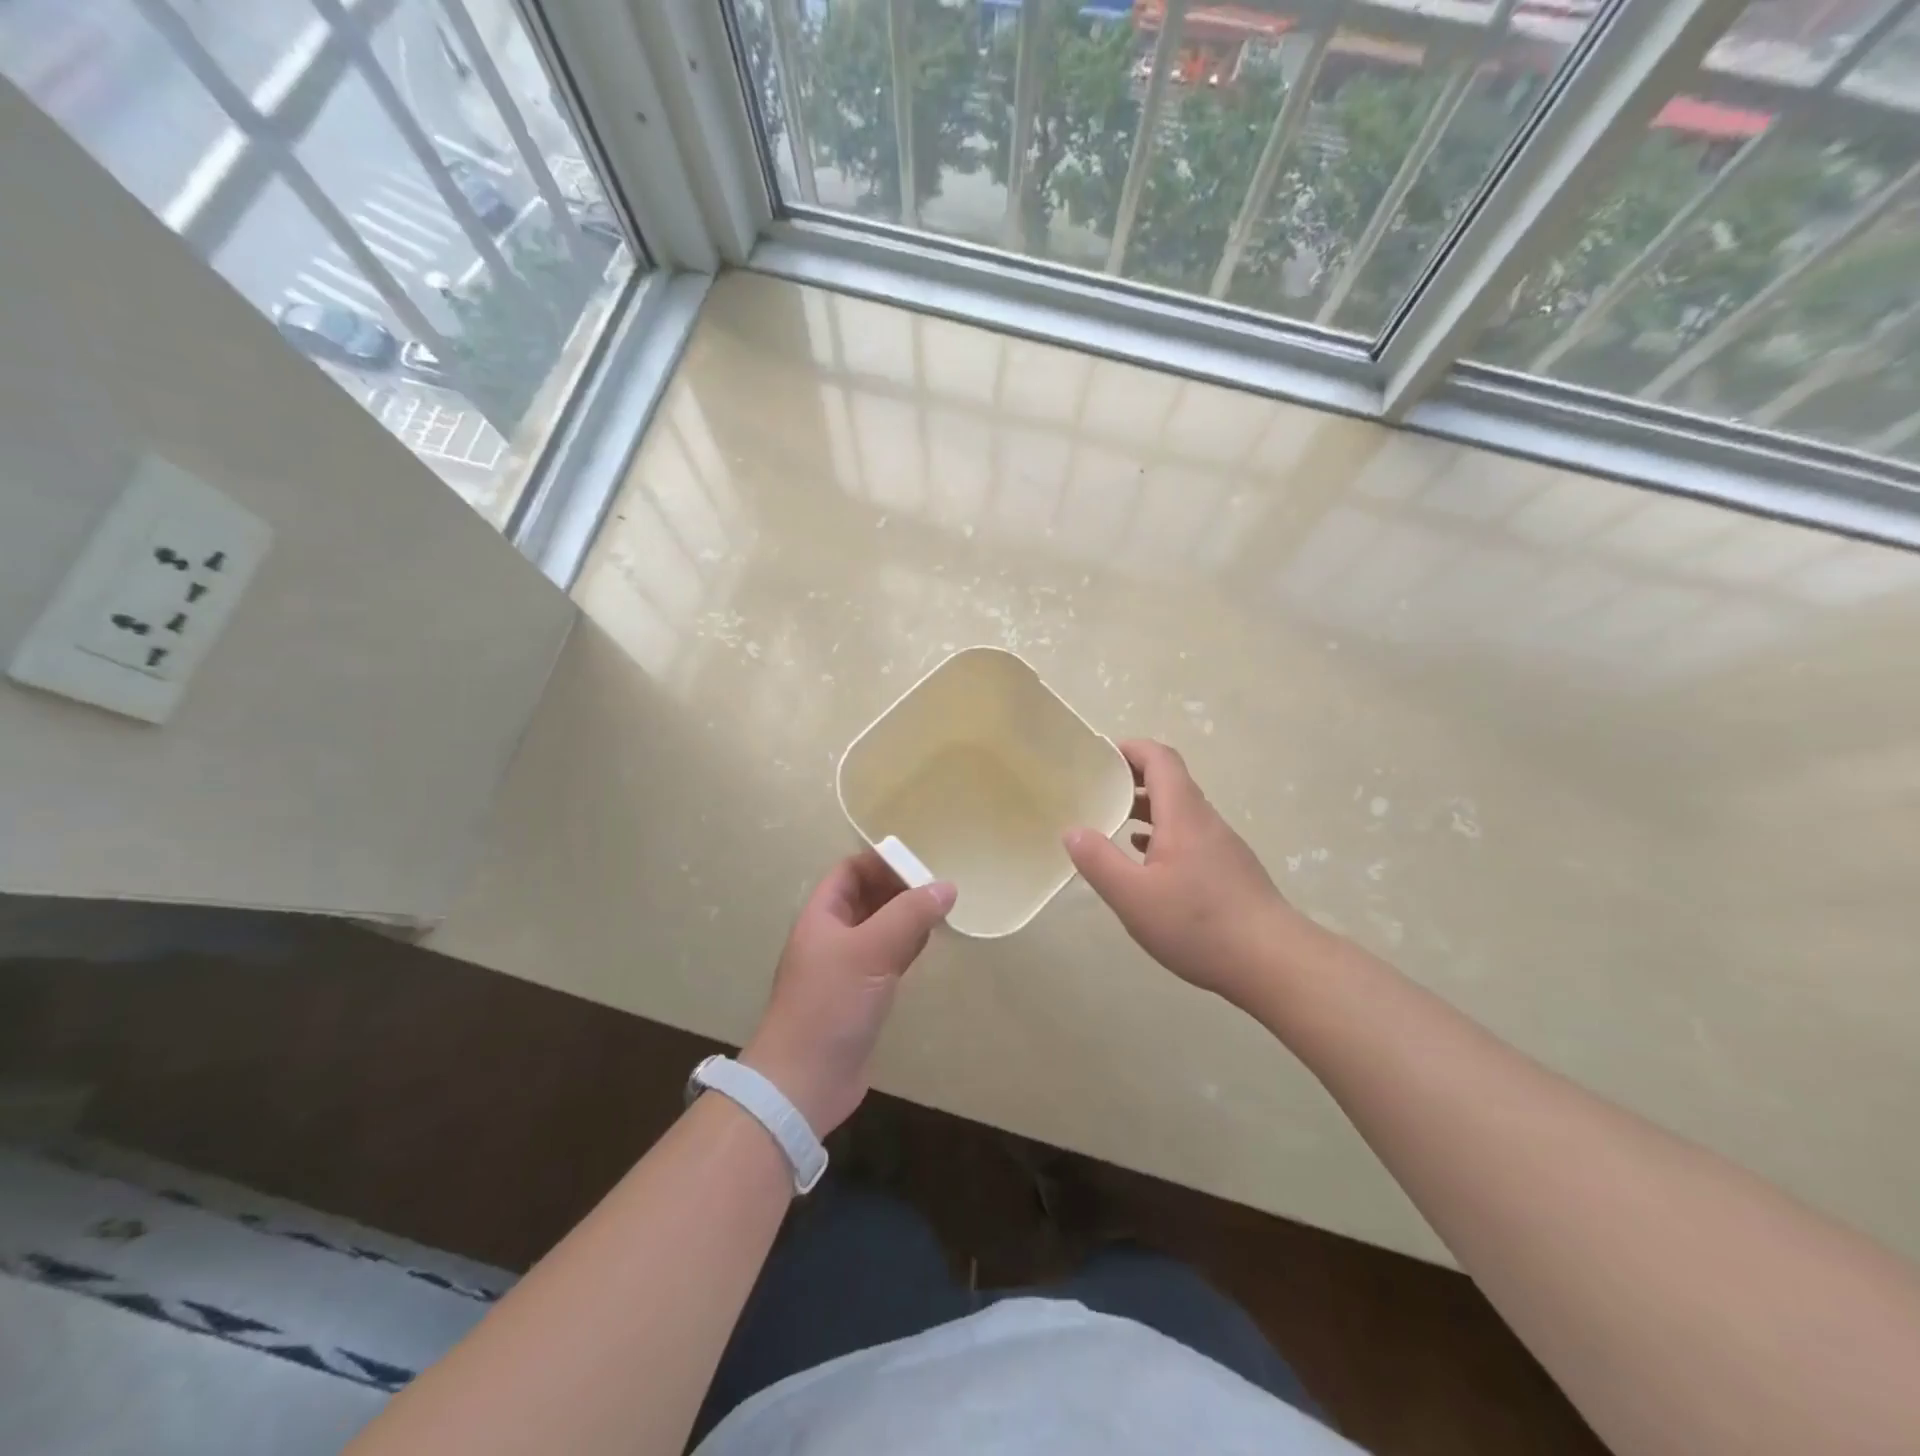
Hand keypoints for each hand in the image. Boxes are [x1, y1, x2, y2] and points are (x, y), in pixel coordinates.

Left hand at [742, 852, 955, 1135]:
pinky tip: (928, 946)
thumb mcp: (871, 950)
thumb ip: (909, 915)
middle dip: (900, 889)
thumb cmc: (830, 1005)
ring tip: (942, 911)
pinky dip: (908, 948)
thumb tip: (946, 886)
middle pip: (867, 898)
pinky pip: (887, 959)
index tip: (920, 864)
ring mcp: (845, 969)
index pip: (850, 871)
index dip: (881, 862)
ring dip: (907, 918)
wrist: (804, 1082)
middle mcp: (832, 937)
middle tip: (940, 888)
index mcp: (822, 917)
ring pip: (880, 929)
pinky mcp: (861, 998)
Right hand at [1065, 739, 1299, 1005]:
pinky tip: (1145, 861)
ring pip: (1180, 812)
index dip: (1130, 749)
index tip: (1099, 757)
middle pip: (1170, 782)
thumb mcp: (1134, 896)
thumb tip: (1073, 830)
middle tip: (1097, 790)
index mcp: (1183, 815)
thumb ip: (1099, 861)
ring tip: (1113, 823)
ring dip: (1146, 809)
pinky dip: (1162, 835)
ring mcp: (1222, 846)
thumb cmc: (1199, 924)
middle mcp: (1205, 821)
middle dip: (1132, 778)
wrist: (1274, 963)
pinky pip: (1189, 836)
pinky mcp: (1229, 870)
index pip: (1160, 759)